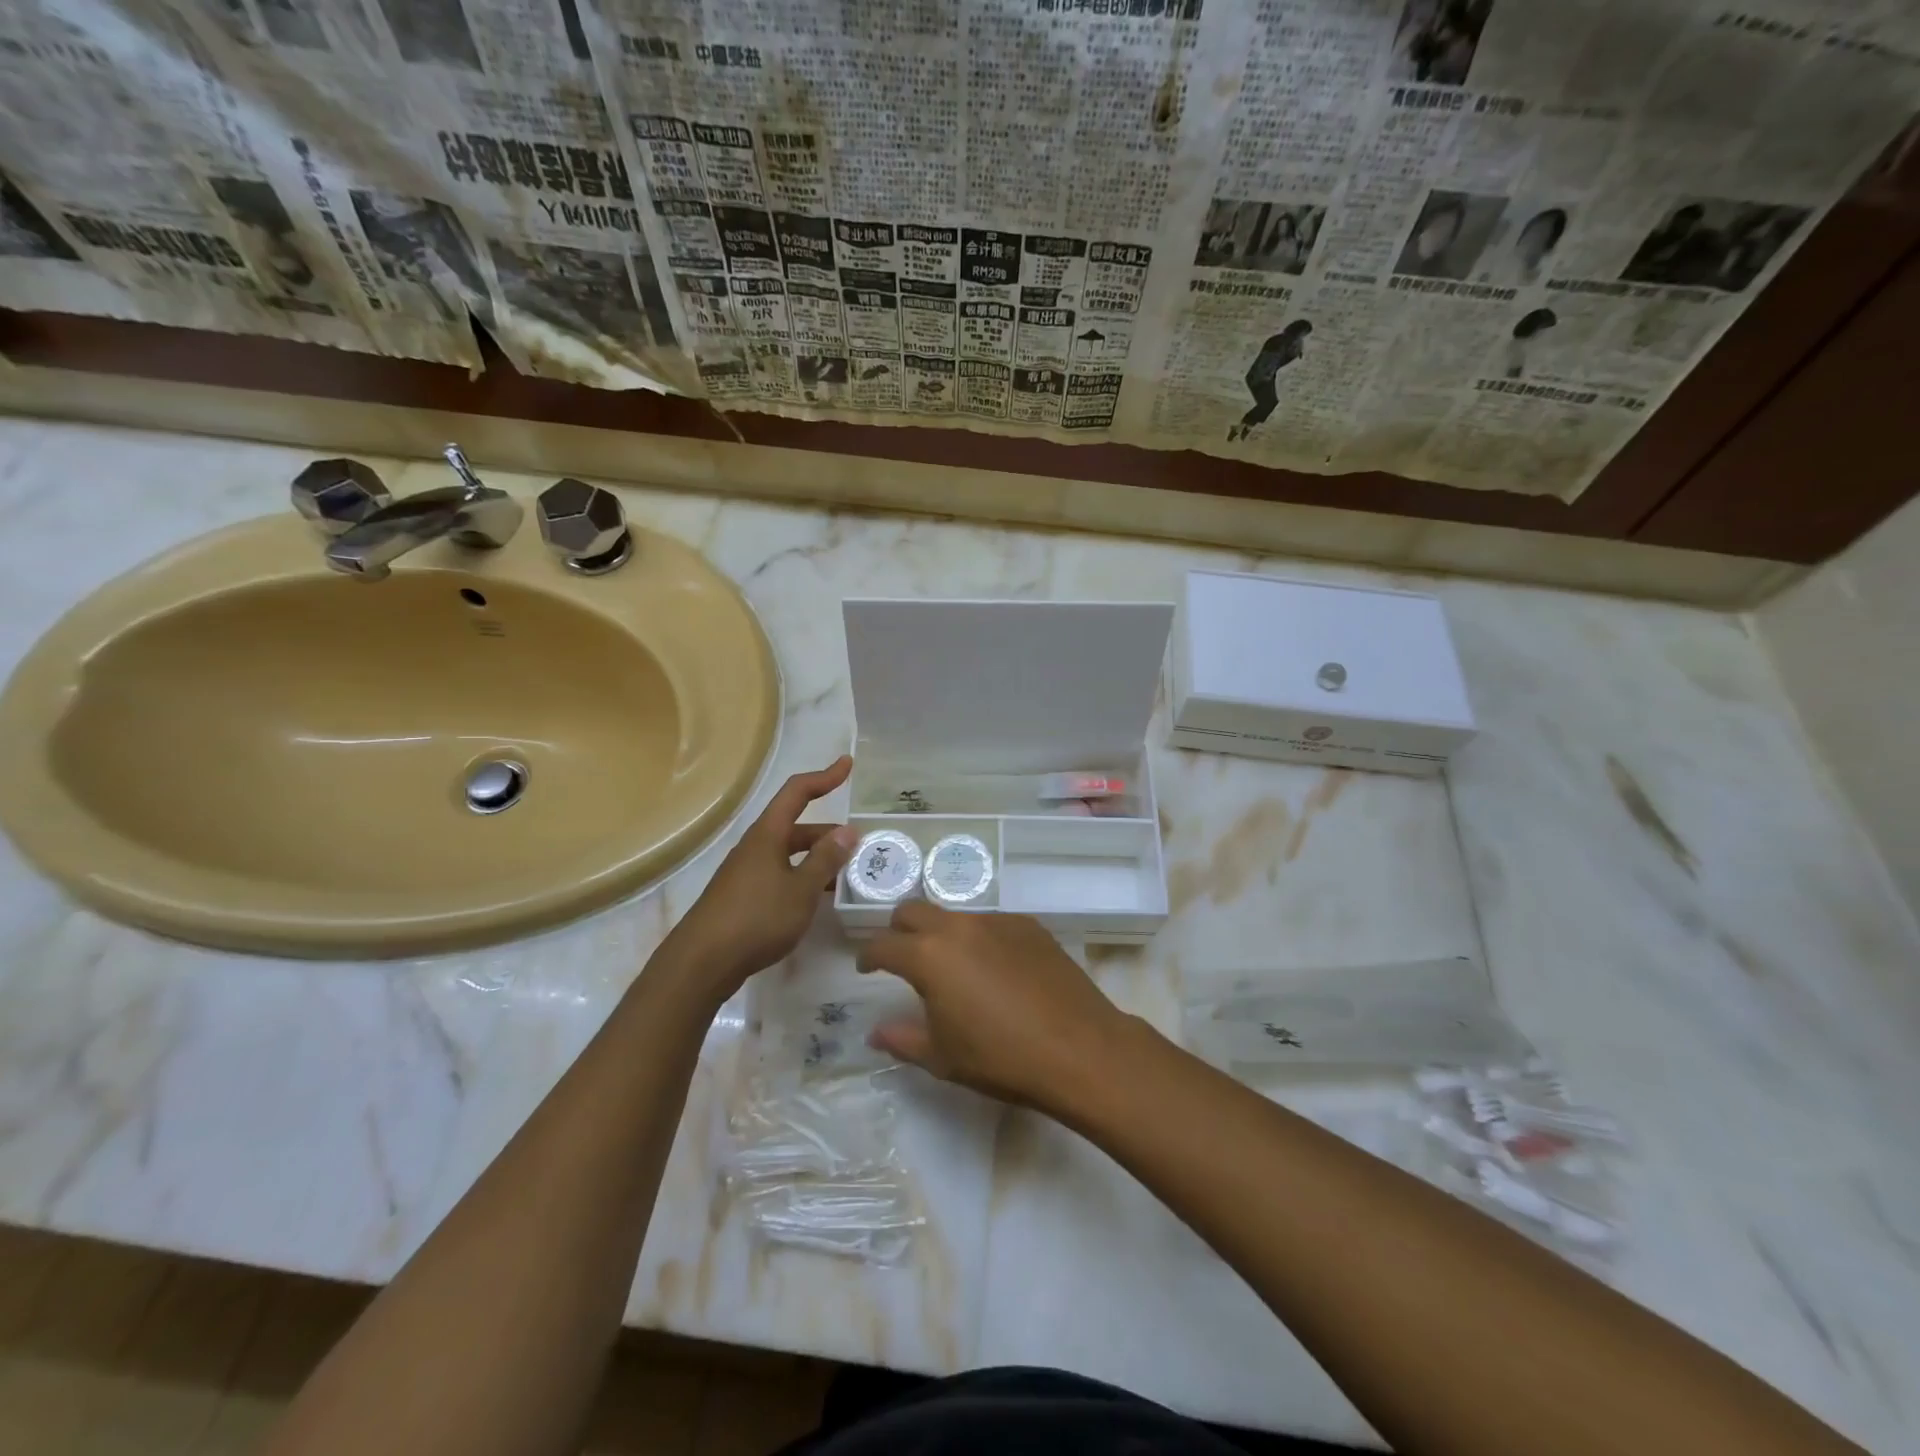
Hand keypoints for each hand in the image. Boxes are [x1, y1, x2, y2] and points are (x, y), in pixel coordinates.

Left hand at [665, 756, 857, 997]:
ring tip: (846, 875)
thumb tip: (848, 831)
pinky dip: (802, 878)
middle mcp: (755, 847)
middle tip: (859, 847)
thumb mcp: (801, 889)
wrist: (702, 963)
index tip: (847, 766)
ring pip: (789, 854)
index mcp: (768, 835)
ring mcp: (746, 872)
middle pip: (796, 827)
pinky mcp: (742, 897)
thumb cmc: (756, 919)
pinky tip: (816, 899)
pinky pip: (780, 875)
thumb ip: (826, 860)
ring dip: (817, 859)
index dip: (824, 777)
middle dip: (829, 833)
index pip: (797, 792)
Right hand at [855, 904, 1132, 1110]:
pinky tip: (995, 970)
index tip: (866, 967)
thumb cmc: (1001, 1058)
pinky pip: (991, 924)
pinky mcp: (1029, 925)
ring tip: (953, 968)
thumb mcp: (943, 1057)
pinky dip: (979, 940)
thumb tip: (875, 1031)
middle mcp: (959, 927)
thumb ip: (902, 1039)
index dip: (868, 956)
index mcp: (929, 956)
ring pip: (954, 916)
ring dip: (941, 934)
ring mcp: (997, 921)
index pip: (883, 945)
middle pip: (913, 911)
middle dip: (899, 930)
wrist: (1079, 1048)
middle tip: (902, 957)